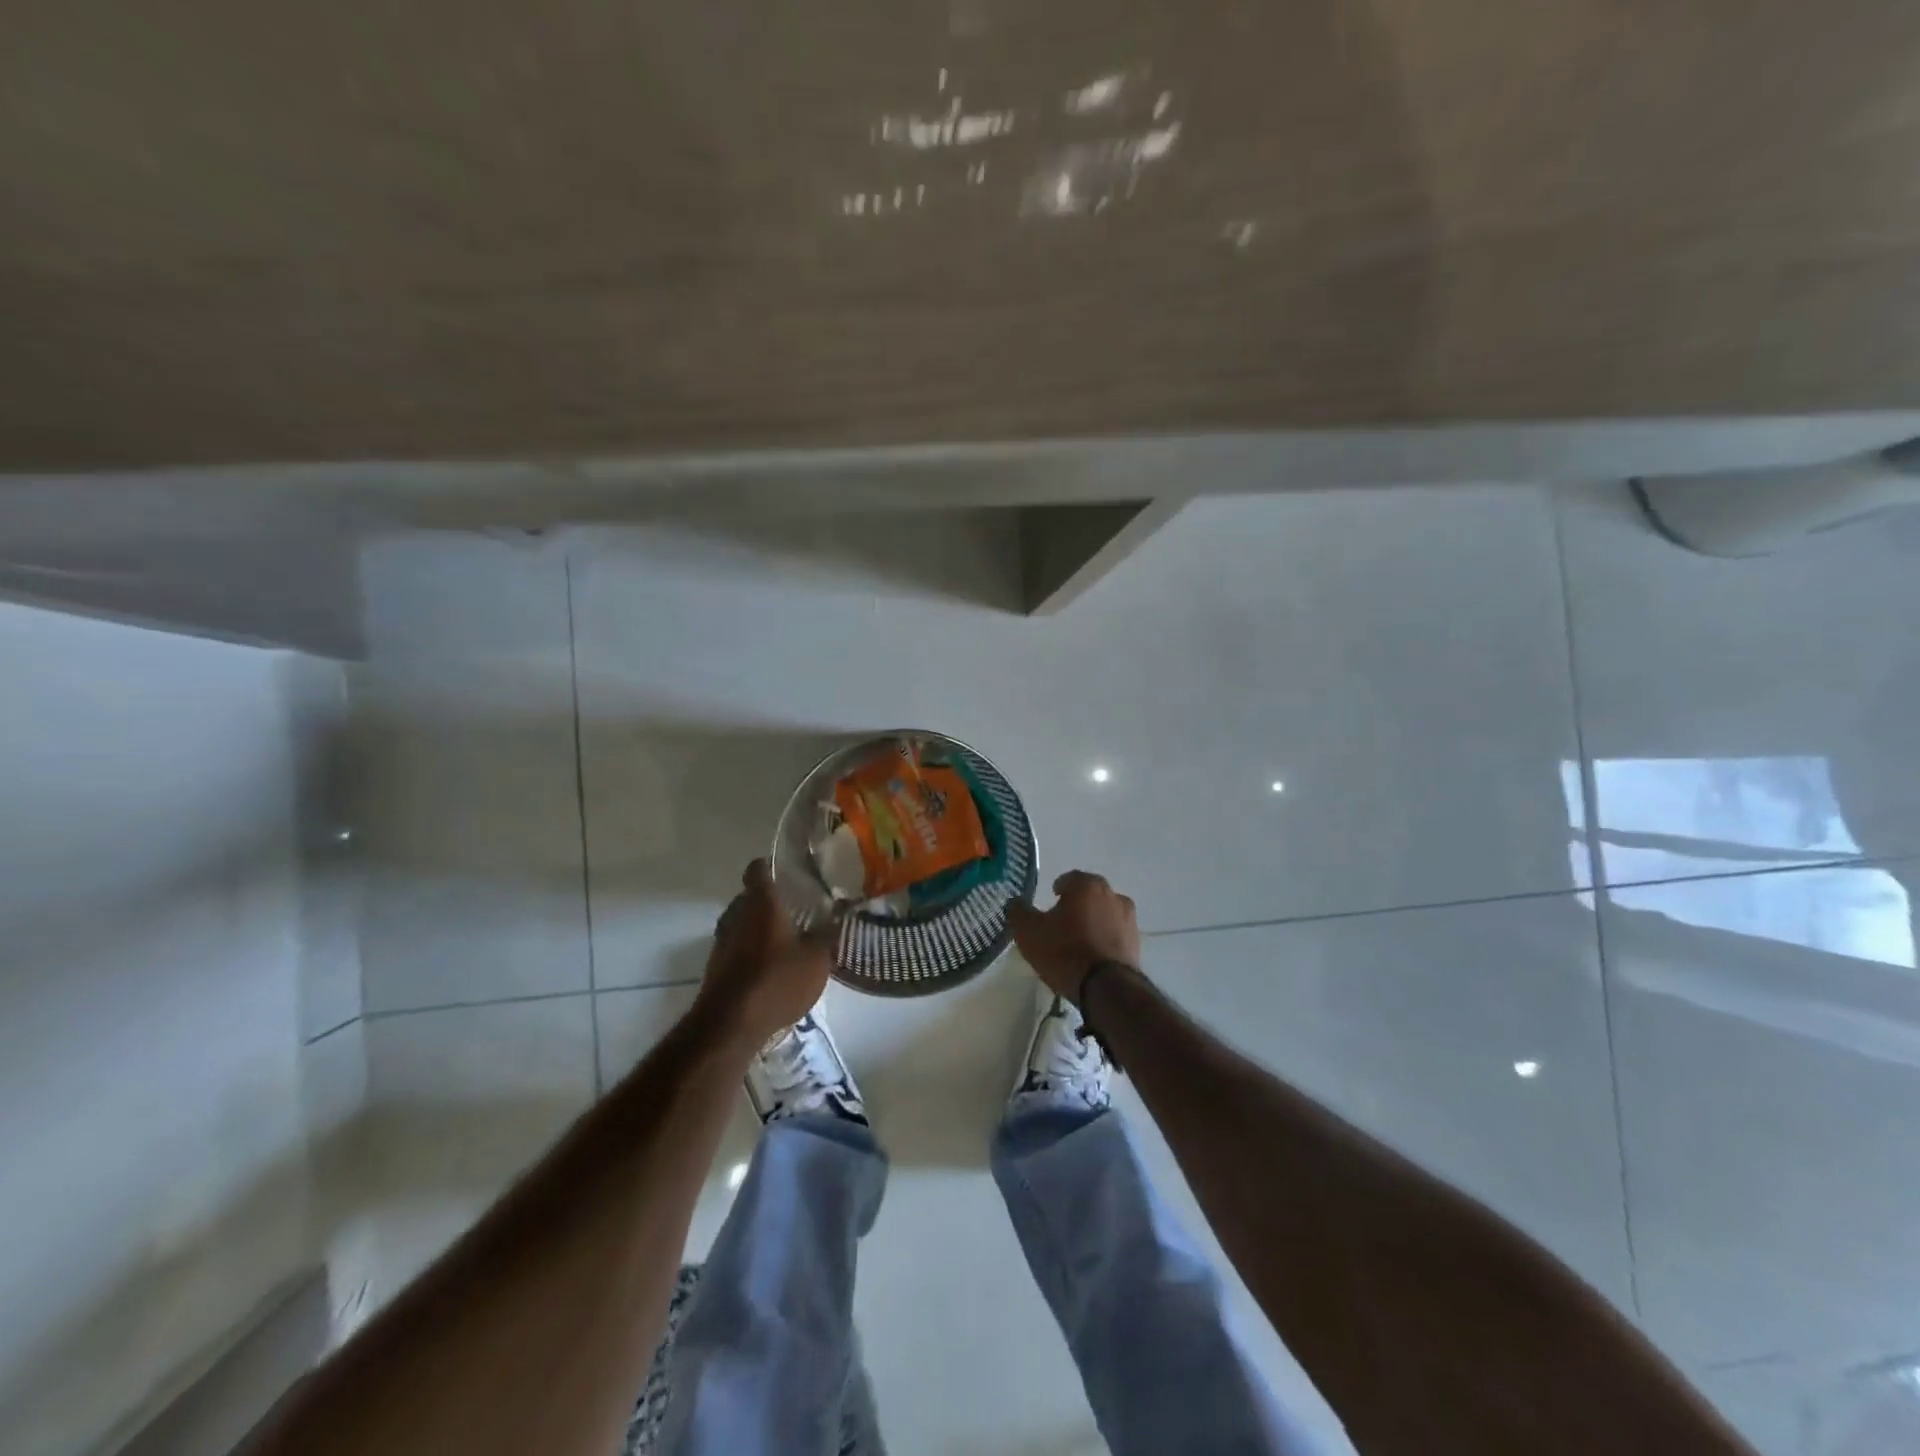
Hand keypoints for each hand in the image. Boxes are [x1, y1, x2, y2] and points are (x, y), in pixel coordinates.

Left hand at [696, 860, 832, 1047]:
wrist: (730, 1025)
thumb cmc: (777, 980)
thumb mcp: (817, 958)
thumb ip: (827, 932)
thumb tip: (840, 912)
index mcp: (761, 902)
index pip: (758, 868)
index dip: (772, 866)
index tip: (790, 872)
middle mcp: (736, 913)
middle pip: (750, 896)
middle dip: (770, 901)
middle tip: (797, 908)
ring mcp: (722, 940)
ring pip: (742, 922)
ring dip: (759, 928)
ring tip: (786, 940)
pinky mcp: (716, 966)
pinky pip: (736, 947)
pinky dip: (751, 951)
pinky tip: (771, 968)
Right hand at [1006, 870, 1142, 1004]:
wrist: (1106, 988)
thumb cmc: (1064, 951)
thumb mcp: (1028, 932)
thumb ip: (1018, 912)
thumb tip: (1015, 902)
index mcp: (1087, 885)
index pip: (1070, 878)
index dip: (1058, 888)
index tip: (1051, 900)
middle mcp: (1112, 895)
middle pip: (1091, 895)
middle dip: (1078, 904)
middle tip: (1063, 920)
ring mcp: (1129, 920)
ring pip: (1106, 914)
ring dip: (1094, 922)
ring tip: (1079, 941)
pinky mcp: (1137, 944)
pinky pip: (1115, 935)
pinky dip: (1105, 940)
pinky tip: (1093, 955)